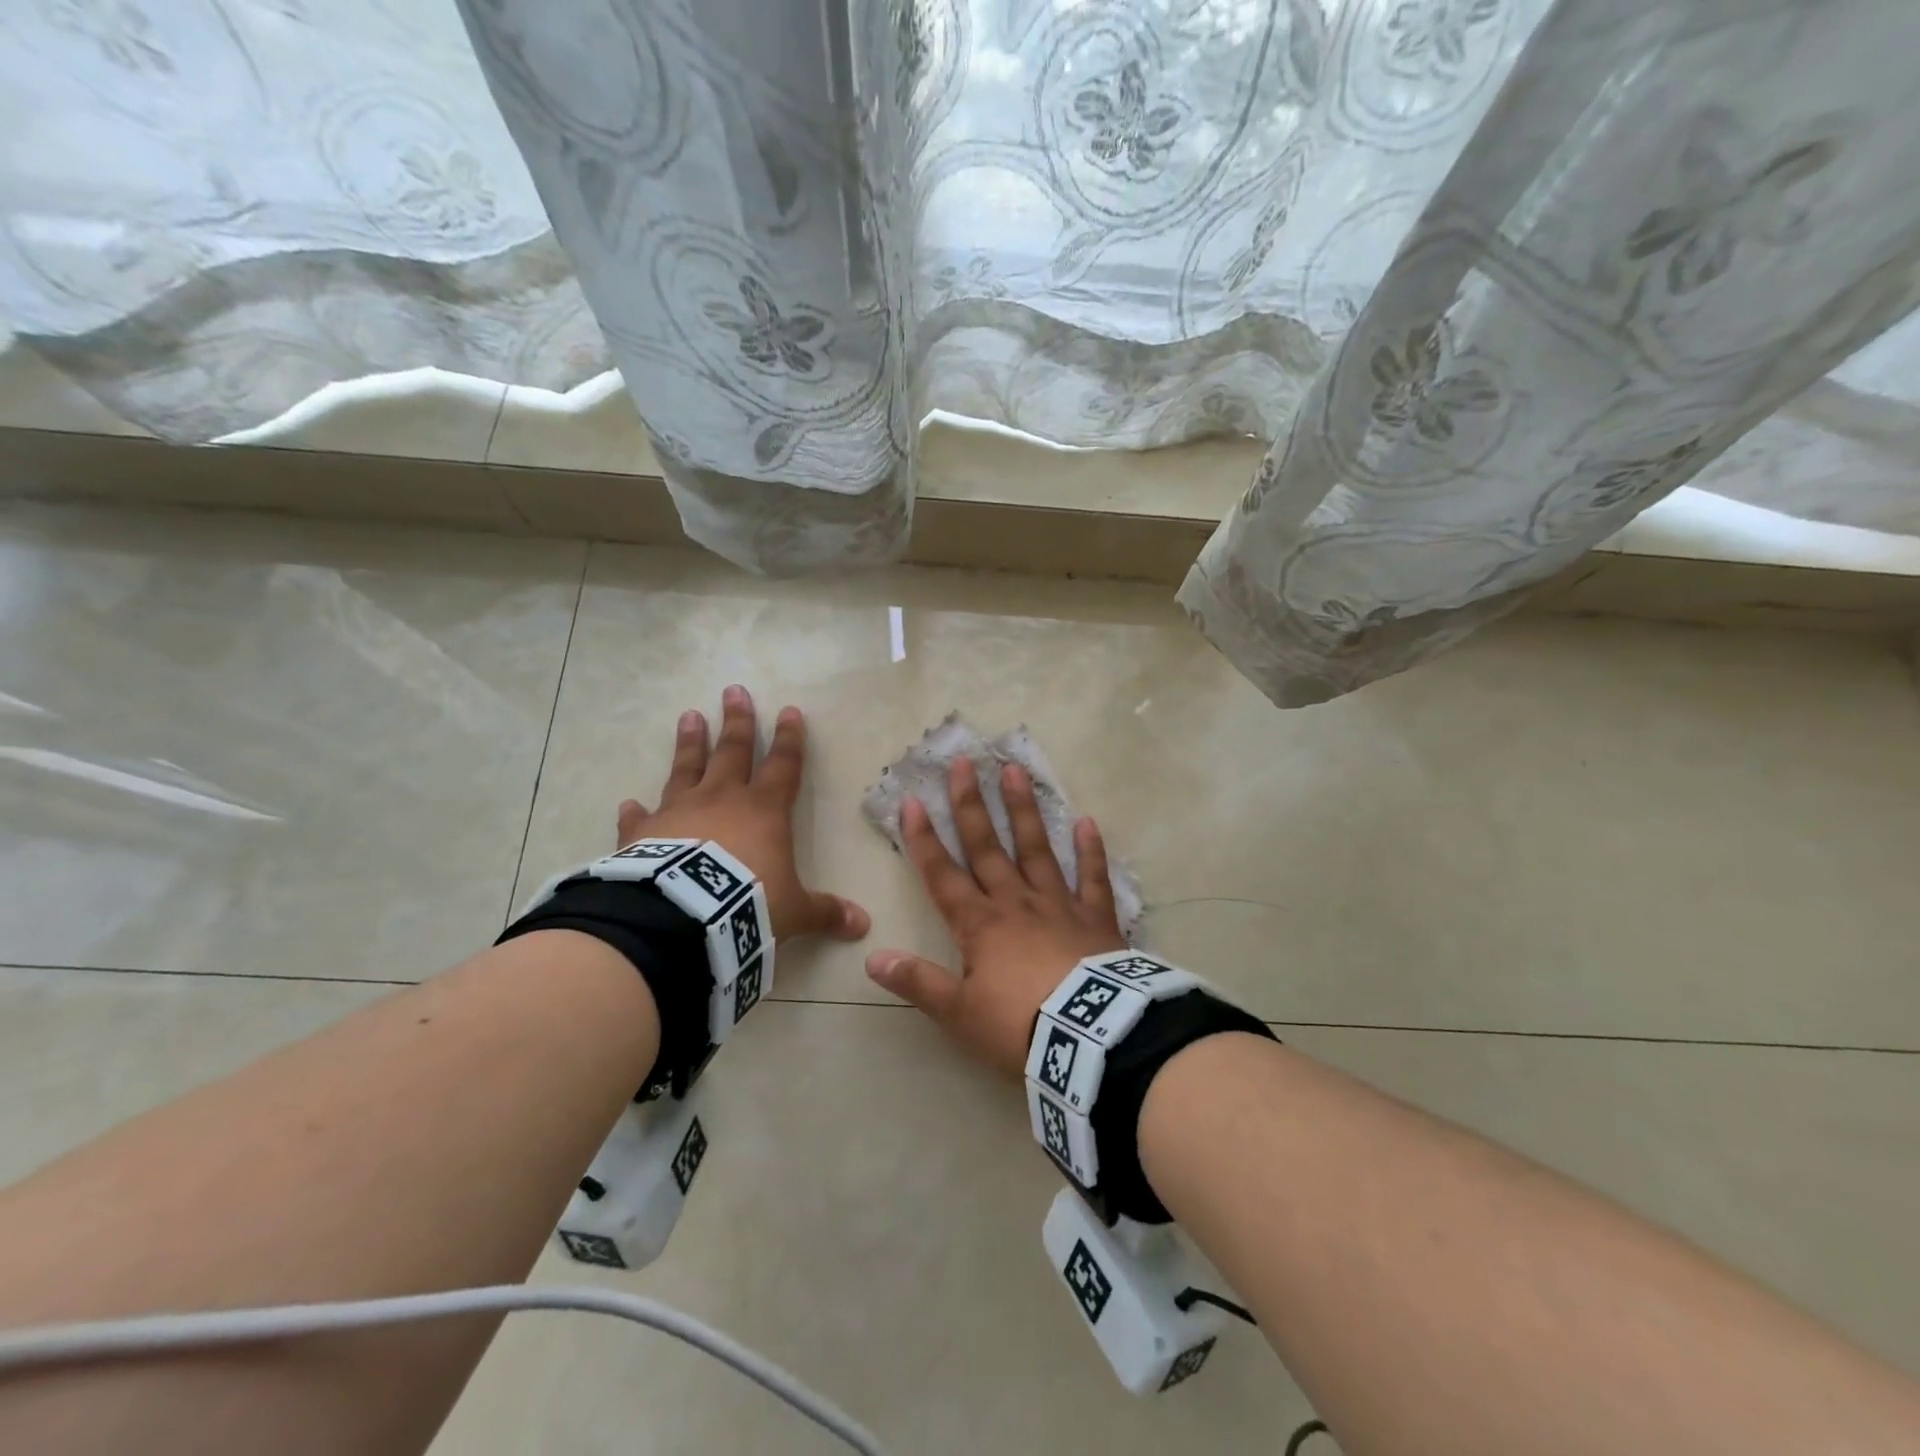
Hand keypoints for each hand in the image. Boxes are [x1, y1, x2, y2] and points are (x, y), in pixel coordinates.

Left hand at [616, 685, 868, 944]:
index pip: (783, 766)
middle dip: (737, 721)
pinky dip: (635, 811)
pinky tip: (628, 802)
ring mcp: (679, 812)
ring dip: (689, 743)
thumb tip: (864, 925)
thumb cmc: (748, 904)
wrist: (684, 918)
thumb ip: (825, 912)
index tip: (789, 711)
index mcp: (764, 811)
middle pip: (733, 751)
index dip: (789, 740)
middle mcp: (722, 800)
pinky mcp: (644, 833)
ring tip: (689, 716)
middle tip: (733, 690)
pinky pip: (640, 818)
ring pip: (686, 768)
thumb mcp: (794, 912)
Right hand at [864, 756, 1124, 1076]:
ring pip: (1037, 849)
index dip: (923, 839)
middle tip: (964, 763)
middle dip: (971, 806)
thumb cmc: (1019, 1026)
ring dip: (1024, 811)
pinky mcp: (1096, 919)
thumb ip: (919, 983)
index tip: (912, 800)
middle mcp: (1016, 903)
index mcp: (980, 925)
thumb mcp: (960, 1014)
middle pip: (988, 848)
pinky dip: (1091, 851)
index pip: (943, 874)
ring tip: (1016, 771)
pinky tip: (1088, 822)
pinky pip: (1093, 878)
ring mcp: (1059, 905)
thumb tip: (873, 958)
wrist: (1090, 1040)